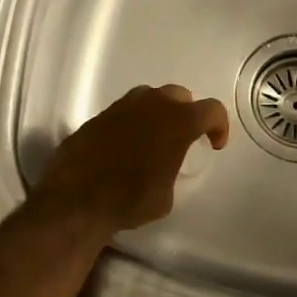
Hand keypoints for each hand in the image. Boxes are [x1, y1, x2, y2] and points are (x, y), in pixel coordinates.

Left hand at [32, 84, 229, 234]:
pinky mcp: (98, 116)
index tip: (214, 144)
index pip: (211, 109)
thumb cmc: (130, 200)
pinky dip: (131, 122)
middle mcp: (152, 105)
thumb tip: (164, 168)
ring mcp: (122, 107)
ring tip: (154, 138)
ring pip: (149, 97)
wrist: (77, 200)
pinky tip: (126, 146)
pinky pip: (124, 111)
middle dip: (186, 112)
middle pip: (179, 95)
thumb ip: (172, 169)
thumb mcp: (166, 195)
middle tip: (183, 137)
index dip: (219, 126)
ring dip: (157, 113)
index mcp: (178, 122)